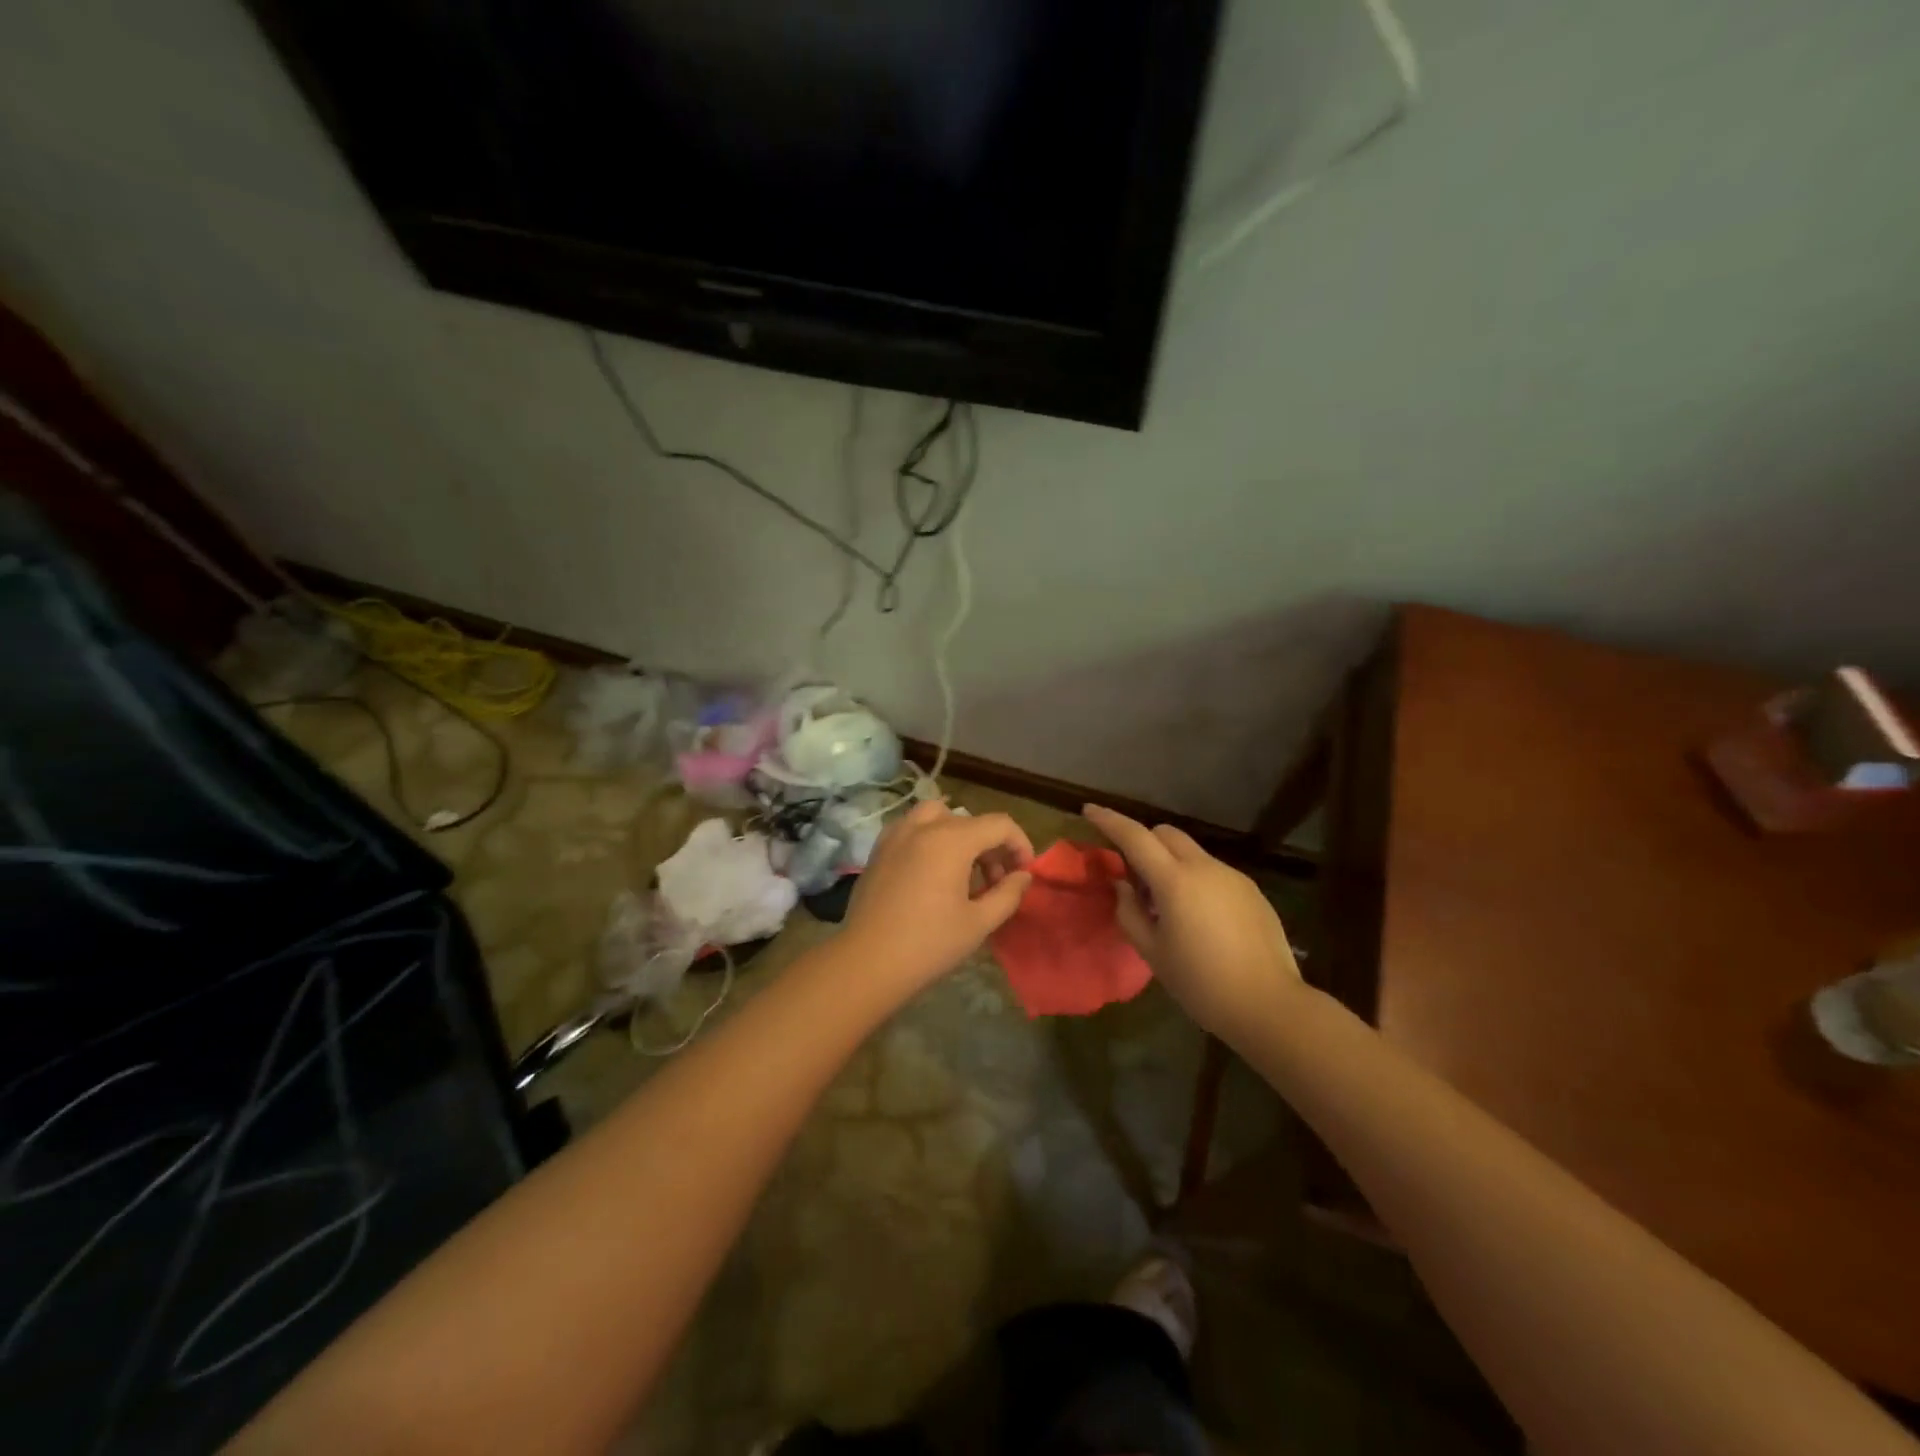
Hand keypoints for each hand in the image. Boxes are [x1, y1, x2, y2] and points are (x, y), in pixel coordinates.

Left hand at [845, 800, 1034, 989]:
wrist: (867, 962)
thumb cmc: (929, 944)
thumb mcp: (979, 922)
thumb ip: (1008, 893)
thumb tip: (1022, 876)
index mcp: (952, 839)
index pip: (999, 825)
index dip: (1020, 844)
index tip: (1024, 873)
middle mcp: (923, 827)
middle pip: (970, 821)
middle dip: (991, 847)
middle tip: (997, 883)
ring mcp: (896, 834)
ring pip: (938, 817)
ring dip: (960, 835)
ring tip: (964, 872)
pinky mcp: (878, 849)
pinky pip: (912, 828)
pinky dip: (930, 838)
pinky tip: (932, 871)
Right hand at [1083, 804, 1303, 1037]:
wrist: (1268, 1005)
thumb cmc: (1200, 983)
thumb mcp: (1152, 952)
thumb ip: (1129, 912)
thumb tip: (1123, 886)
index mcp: (1175, 881)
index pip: (1135, 836)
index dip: (1109, 820)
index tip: (1089, 810)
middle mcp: (1205, 867)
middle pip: (1166, 834)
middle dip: (1143, 842)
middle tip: (1134, 877)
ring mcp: (1232, 876)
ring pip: (1191, 853)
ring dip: (1170, 863)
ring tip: (1168, 907)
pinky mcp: (1251, 891)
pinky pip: (1213, 872)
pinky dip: (1196, 880)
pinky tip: (1200, 919)